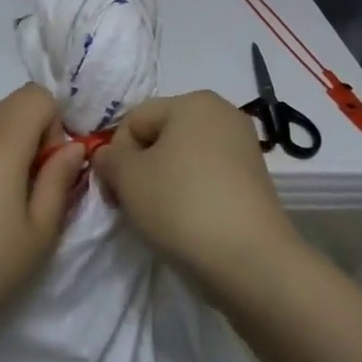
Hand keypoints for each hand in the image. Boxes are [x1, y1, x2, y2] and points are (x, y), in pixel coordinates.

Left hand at [0, 84, 86, 330]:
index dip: (56, 124)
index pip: (38, 94)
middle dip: (40, 132)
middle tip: (39, 184)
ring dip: (18, 145)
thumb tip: (73, 148)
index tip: (52, 168)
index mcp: (4, 141)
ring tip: (16, 197)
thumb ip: (60, 180)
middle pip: (18, 103)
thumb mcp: (40, 229)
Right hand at [91, 92, 299, 302]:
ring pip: (182, 160)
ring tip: (160, 216)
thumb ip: (108, 158)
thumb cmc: (180, 204)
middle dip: (140, 168)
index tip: (115, 190)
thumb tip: (108, 156)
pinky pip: (206, 179)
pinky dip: (190, 195)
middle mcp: (224, 114)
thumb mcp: (126, 177)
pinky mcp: (254, 181)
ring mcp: (243, 148)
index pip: (134, 120)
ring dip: (162, 183)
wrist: (247, 259)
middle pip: (160, 138)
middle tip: (133, 204)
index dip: (116, 155)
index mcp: (193, 101)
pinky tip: (186, 222)